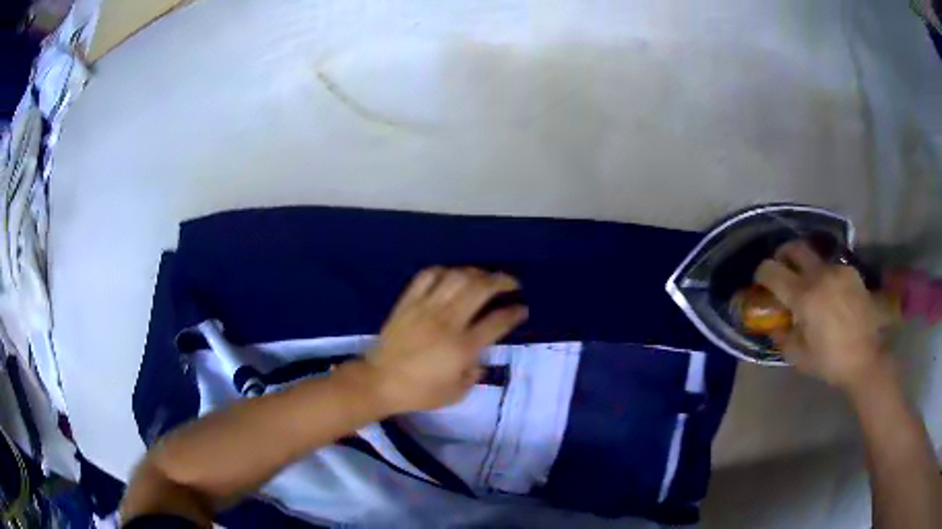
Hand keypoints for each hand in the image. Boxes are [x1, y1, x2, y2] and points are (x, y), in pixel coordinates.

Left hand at [362, 267, 527, 414]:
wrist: (379, 381)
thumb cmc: (419, 392)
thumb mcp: (456, 393)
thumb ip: (474, 374)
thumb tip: (481, 359)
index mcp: (462, 347)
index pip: (497, 321)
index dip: (514, 312)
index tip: (522, 309)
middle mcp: (447, 321)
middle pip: (480, 289)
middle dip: (502, 281)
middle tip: (511, 284)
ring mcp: (425, 307)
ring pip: (457, 276)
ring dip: (476, 272)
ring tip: (484, 277)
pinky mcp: (408, 301)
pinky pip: (427, 276)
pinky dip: (444, 270)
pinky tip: (452, 276)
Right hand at [755, 241, 886, 391]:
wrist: (866, 358)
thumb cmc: (830, 361)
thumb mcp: (798, 356)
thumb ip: (782, 336)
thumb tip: (774, 323)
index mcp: (803, 296)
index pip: (772, 271)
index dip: (761, 274)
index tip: (760, 282)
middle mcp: (819, 274)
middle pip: (794, 248)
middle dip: (782, 255)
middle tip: (781, 268)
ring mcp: (837, 270)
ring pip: (815, 257)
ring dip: (806, 267)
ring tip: (809, 286)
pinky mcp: (851, 272)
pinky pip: (832, 267)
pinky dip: (825, 276)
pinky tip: (830, 294)